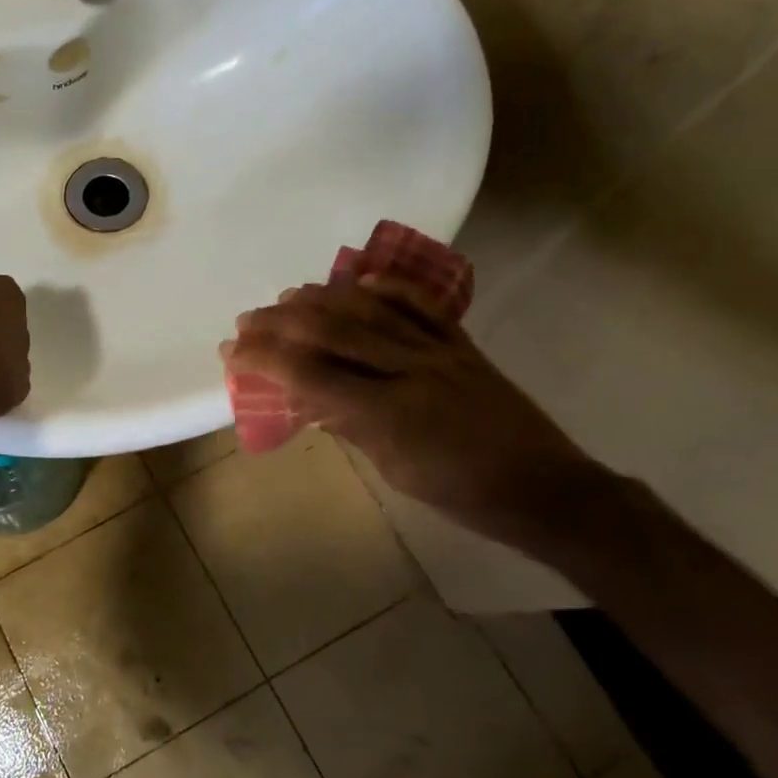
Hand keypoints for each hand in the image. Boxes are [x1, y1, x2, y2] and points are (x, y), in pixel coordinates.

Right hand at [223, 274, 603, 539]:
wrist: (545, 488)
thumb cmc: (463, 495)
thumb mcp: (394, 470)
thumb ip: (350, 426)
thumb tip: (308, 398)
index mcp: (389, 414)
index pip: (310, 374)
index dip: (264, 359)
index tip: (232, 351)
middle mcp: (411, 370)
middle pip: (333, 332)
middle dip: (281, 322)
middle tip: (247, 320)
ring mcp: (440, 350)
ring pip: (371, 310)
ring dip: (322, 298)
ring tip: (287, 297)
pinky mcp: (462, 343)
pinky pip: (421, 305)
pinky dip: (386, 288)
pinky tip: (358, 281)